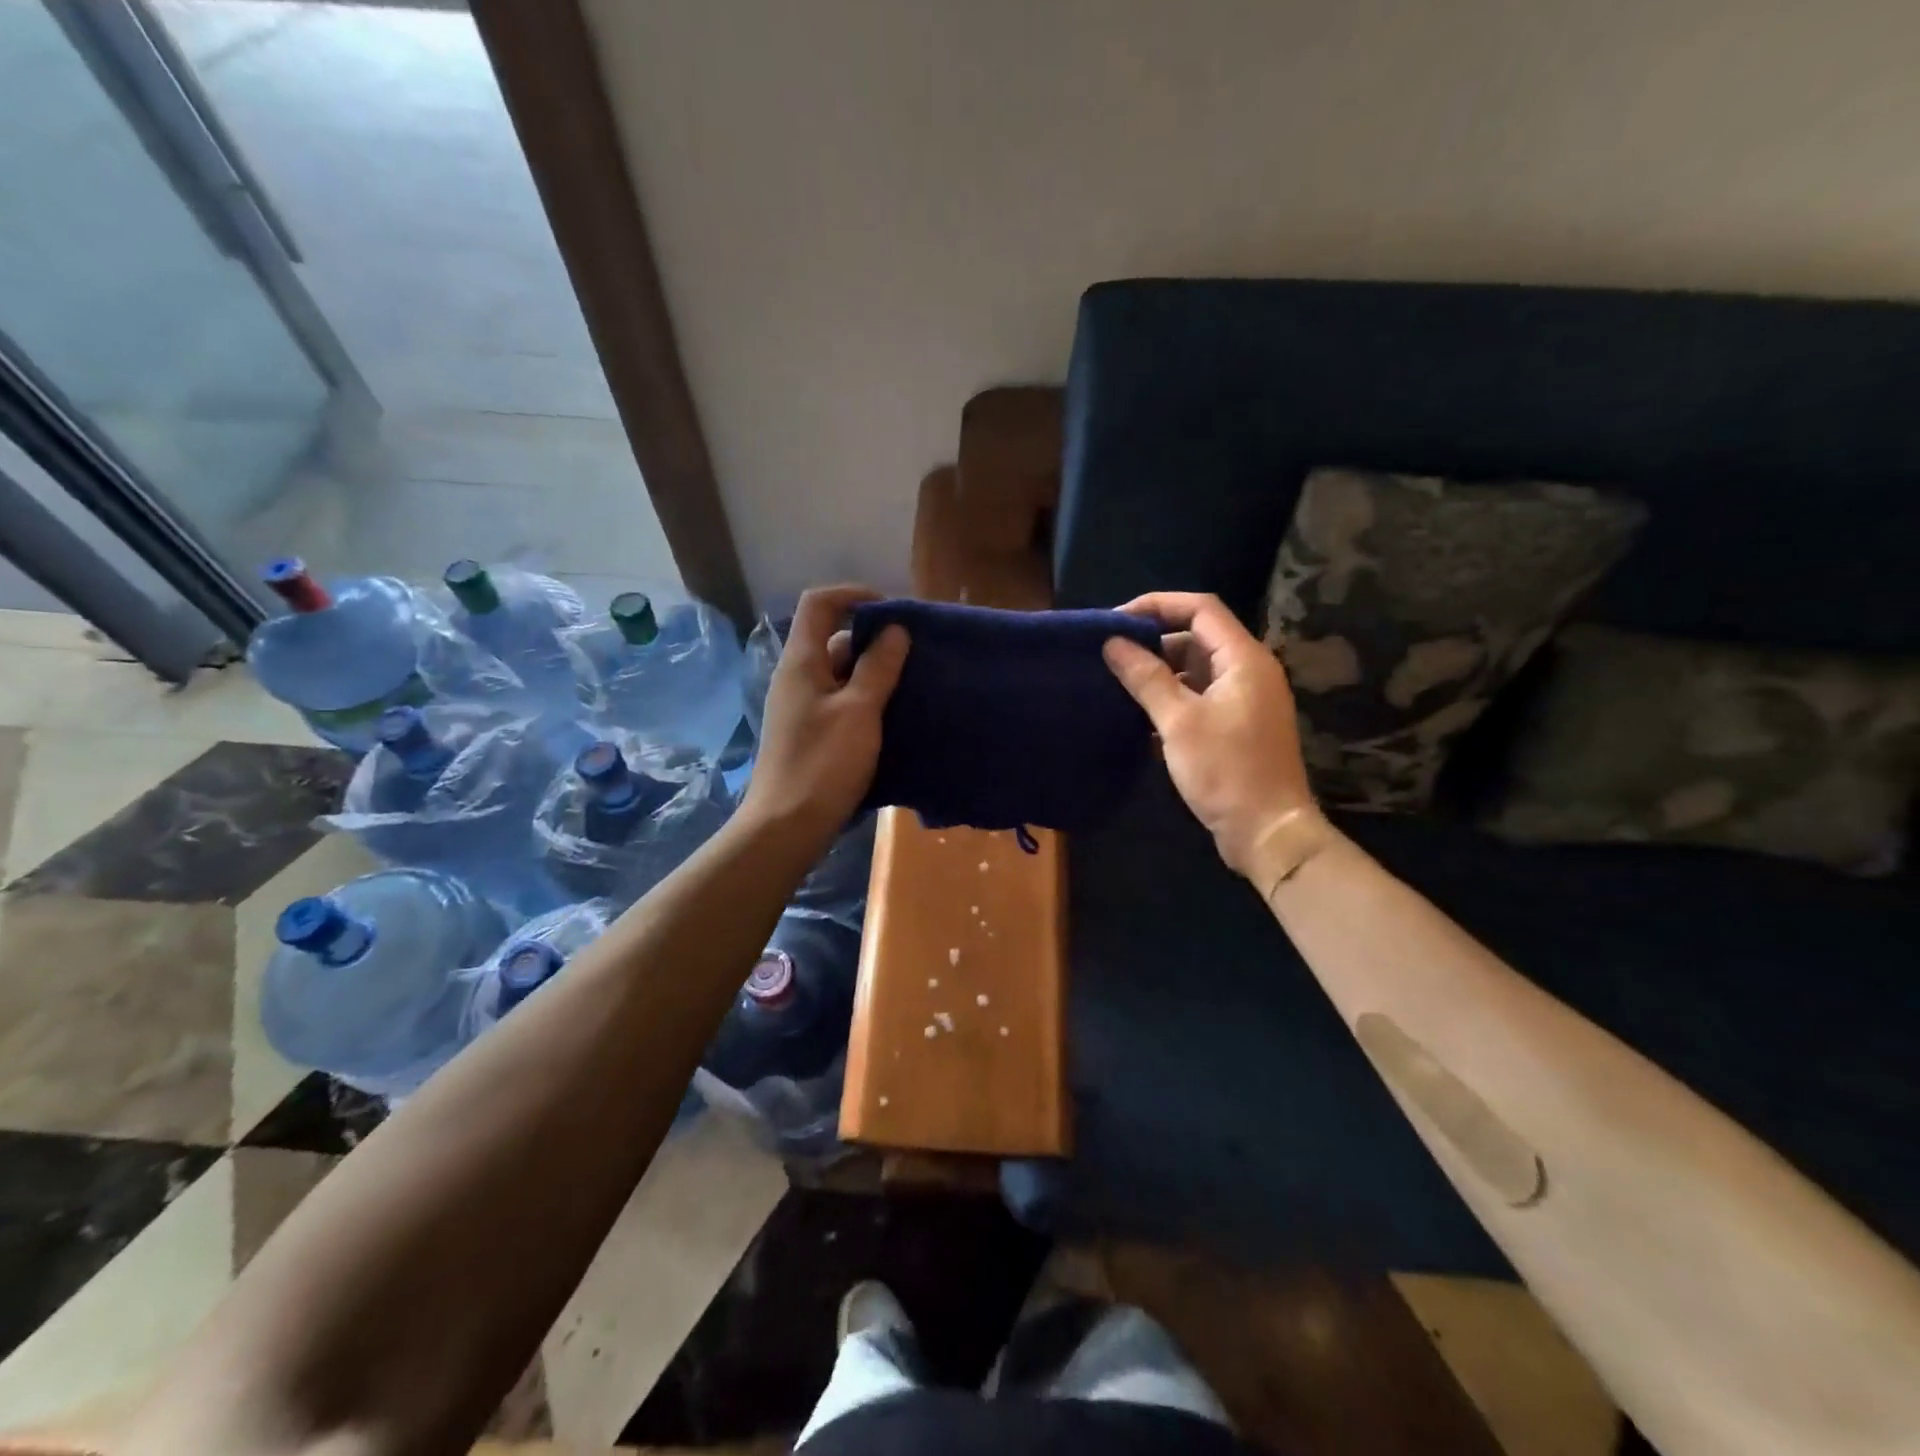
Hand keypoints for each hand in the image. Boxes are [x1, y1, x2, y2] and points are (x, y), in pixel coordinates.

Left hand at [742, 585, 908, 844]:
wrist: (788, 826)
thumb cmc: (823, 763)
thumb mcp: (859, 710)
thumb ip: (878, 667)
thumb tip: (894, 629)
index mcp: (802, 661)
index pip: (820, 602)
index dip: (855, 595)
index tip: (894, 611)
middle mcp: (798, 677)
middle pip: (835, 639)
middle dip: (876, 641)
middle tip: (916, 655)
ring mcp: (803, 708)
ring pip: (842, 675)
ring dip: (876, 675)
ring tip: (914, 686)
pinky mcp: (812, 735)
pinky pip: (842, 703)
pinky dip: (868, 702)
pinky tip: (896, 718)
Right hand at [1104, 592, 1330, 887]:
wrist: (1268, 831)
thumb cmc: (1225, 771)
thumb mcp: (1178, 721)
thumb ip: (1145, 677)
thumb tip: (1112, 643)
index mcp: (1244, 659)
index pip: (1200, 609)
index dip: (1157, 605)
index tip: (1116, 620)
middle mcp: (1250, 671)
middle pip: (1198, 637)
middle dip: (1154, 640)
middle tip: (1110, 654)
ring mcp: (1245, 699)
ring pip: (1197, 668)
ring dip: (1160, 671)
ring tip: (1118, 682)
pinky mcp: (1238, 725)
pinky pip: (1200, 695)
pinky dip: (1172, 696)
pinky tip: (1140, 713)